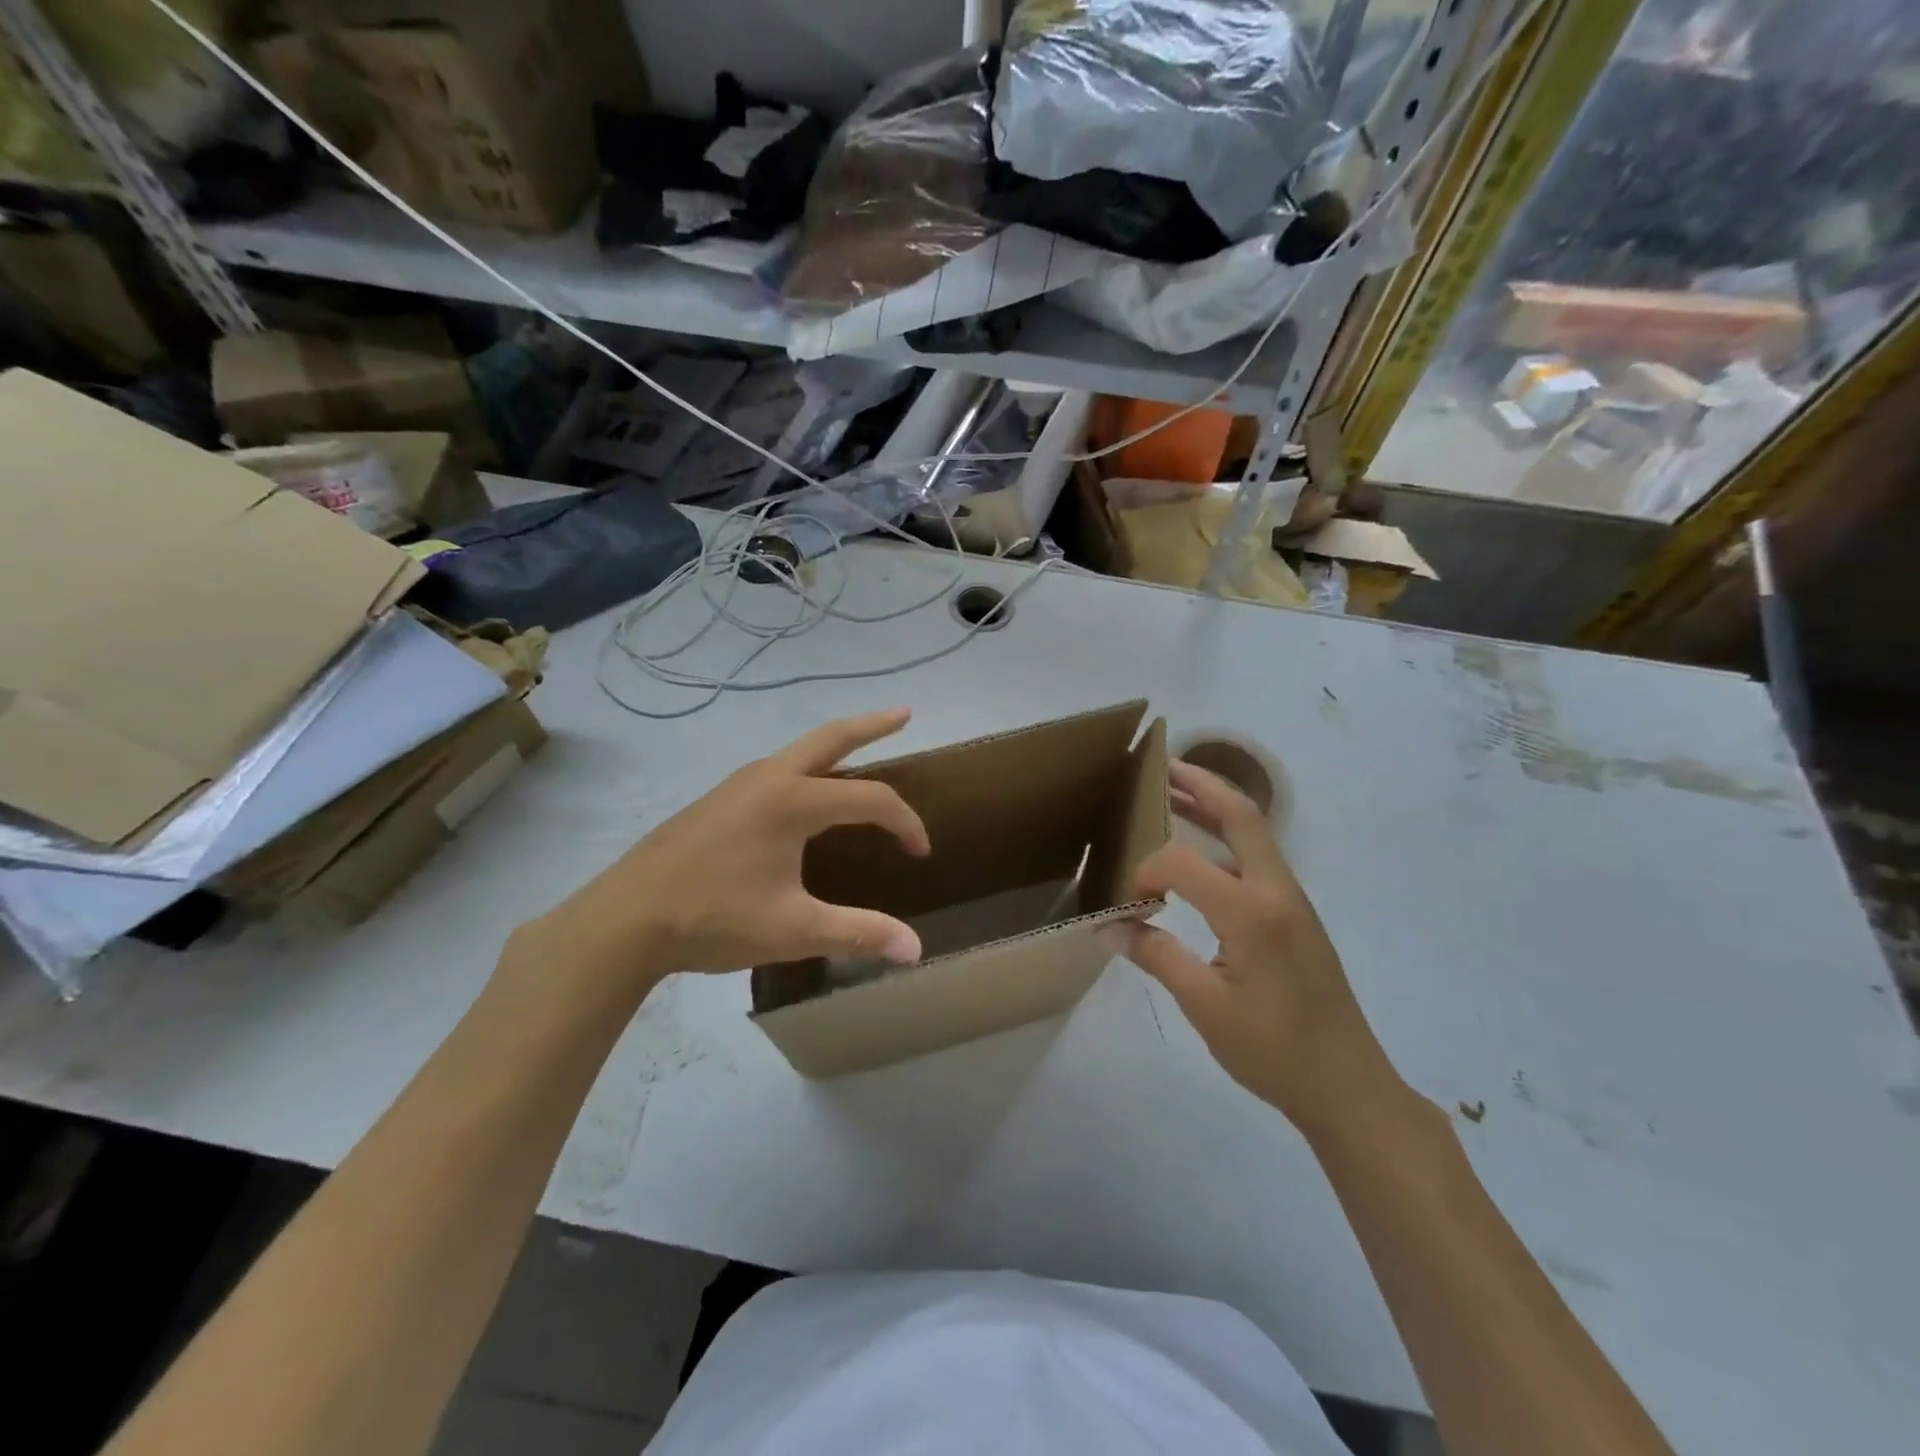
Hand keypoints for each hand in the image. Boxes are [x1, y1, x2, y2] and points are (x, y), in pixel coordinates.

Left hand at [503, 709, 929, 1007]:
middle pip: (832, 738)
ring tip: (861, 751)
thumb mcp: (794, 931)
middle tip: (905, 713)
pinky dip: (808, 767)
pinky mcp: (718, 799)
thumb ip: (859, 934)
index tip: (920, 854)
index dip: (905, 823)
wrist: (624, 919)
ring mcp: (738, 784)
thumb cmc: (713, 919)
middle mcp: (769, 778)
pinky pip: (778, 769)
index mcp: (794, 801)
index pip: (871, 799)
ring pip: (800, 751)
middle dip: (872, 724)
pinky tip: (805, 794)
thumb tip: (916, 951)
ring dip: (837, 745)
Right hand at [1104, 760, 1411, 1142]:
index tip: (1126, 903)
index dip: (1146, 872)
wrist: (1348, 1087)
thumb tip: (1109, 927)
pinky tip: (1201, 851)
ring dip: (1215, 807)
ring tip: (1174, 792)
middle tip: (1161, 766)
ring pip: (1253, 833)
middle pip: (1241, 815)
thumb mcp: (1204, 1006)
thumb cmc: (1274, 1051)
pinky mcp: (1295, 915)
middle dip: (1201, 784)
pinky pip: (1257, 858)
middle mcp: (1277, 891)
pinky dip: (1225, 838)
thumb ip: (1156, 956)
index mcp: (1253, 912)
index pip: (1184, 864)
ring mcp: (1292, 900)